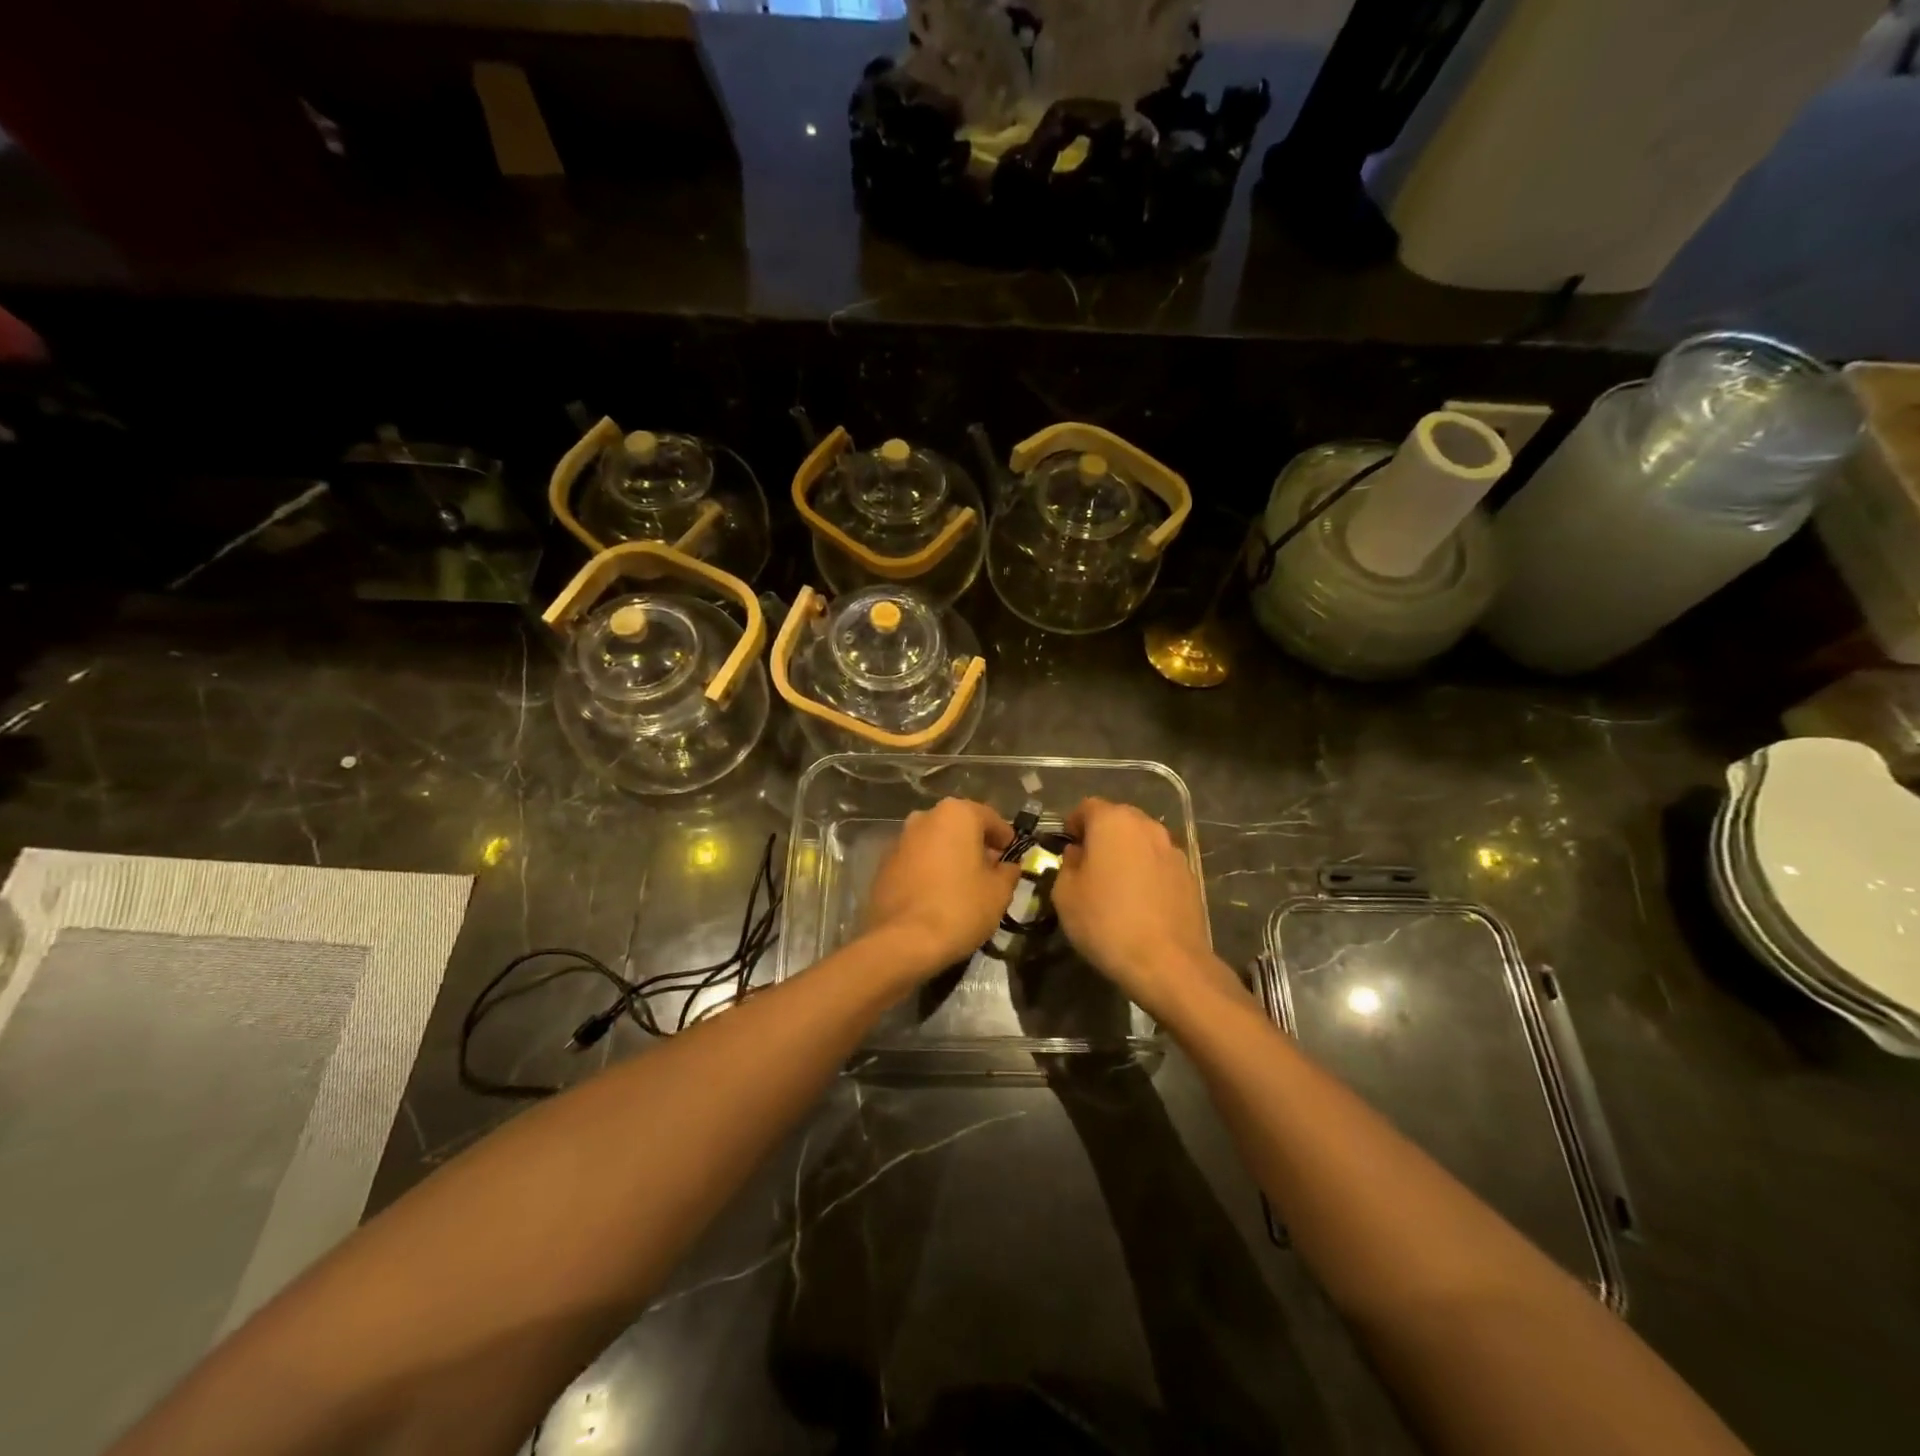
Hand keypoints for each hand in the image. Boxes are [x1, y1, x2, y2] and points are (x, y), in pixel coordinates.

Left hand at [863, 798, 1020, 980]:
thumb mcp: (999, 892)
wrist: (903, 941)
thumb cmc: (960, 908)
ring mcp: (900, 840)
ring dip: (951, 857)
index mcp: (956, 814)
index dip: (1005, 838)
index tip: (1012, 858)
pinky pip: (916, 861)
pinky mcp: (883, 865)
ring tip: (964, 886)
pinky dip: (930, 871)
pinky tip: (938, 895)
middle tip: (990, 872)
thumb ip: (1008, 872)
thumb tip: (1007, 866)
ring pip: (935, 843)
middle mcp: (924, 818)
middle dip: (976, 846)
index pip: (990, 818)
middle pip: (959, 827)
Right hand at [1052, 798, 1238, 1019]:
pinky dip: (1146, 872)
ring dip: (1126, 853)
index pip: (1087, 807)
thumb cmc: (1106, 922)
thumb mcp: (1065, 894)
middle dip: (1101, 835)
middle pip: (1118, 819)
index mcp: (1113, 822)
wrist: (1167, 962)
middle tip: (1087, 864)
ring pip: (1141, 841)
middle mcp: (1146, 826)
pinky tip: (1139, 901)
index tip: (1066, 845)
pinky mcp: (1189, 875)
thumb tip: (1079, 854)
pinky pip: (1159, 863)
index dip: (1072, 824)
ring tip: (1114, 884)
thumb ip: (1068, 864)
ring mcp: (1173, 850)